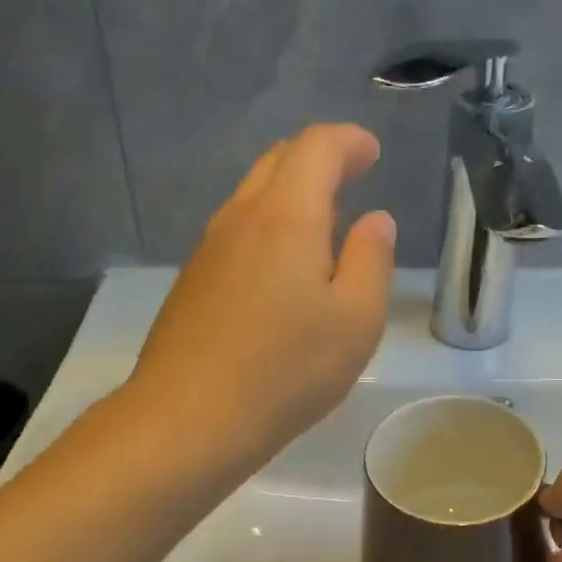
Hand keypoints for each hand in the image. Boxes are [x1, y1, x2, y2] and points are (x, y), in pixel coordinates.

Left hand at [128, 124, 396, 470]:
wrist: (187, 420)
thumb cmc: (285, 371)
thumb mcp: (355, 321)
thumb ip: (371, 261)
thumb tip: (375, 220)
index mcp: (286, 216)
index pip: (316, 148)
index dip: (349, 142)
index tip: (372, 153)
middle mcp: (240, 219)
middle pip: (278, 162)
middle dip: (318, 159)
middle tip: (351, 176)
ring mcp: (208, 250)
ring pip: (252, 197)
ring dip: (290, 194)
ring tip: (322, 222)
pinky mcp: (192, 283)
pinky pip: (237, 233)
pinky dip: (268, 227)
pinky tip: (282, 269)